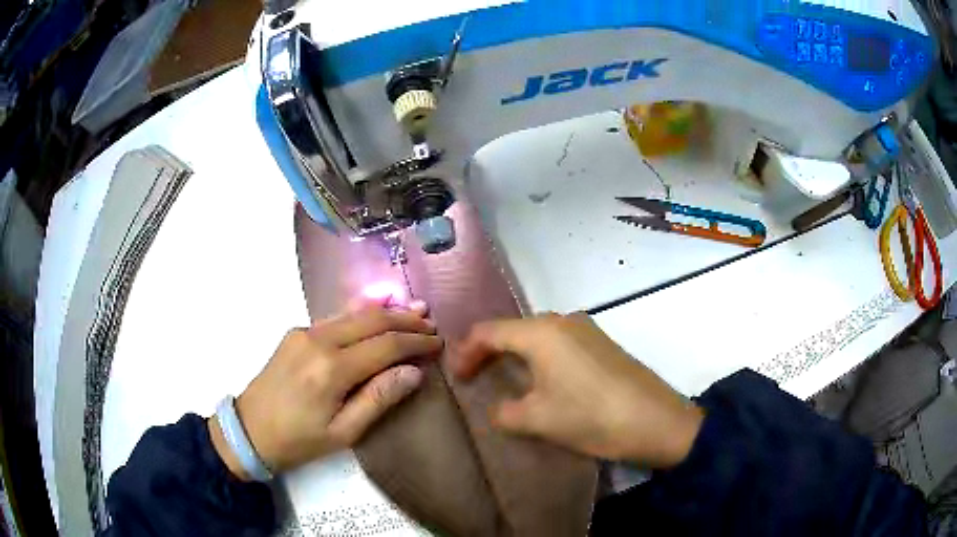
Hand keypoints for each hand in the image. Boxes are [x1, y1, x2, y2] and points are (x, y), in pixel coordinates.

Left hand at [210, 298, 442, 478]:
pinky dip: (362, 314)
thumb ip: (378, 399)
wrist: (249, 429)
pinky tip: (377, 311)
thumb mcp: (343, 433)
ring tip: (414, 310)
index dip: (415, 343)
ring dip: (386, 312)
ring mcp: (304, 332)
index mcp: (331, 369)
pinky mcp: (296, 332)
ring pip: (354, 313)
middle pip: (371, 321)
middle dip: (405, 320)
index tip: (438, 343)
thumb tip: (413, 372)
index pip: (385, 346)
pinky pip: (337, 318)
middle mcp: (318, 341)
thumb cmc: (299, 440)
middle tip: (431, 324)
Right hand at [453, 313, 702, 468]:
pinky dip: (541, 357)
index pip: (488, 331)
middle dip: (489, 351)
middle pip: (513, 329)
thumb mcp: (538, 420)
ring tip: (504, 379)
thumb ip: (504, 412)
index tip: (456, 376)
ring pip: (538, 335)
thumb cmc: (590, 417)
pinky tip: (542, 380)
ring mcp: (587, 329)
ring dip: (516, 354)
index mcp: (541, 332)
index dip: (466, 351)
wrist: (656, 420)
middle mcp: (563, 320)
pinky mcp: (603, 343)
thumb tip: (498, 409)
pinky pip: (560, 343)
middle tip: (474, 376)